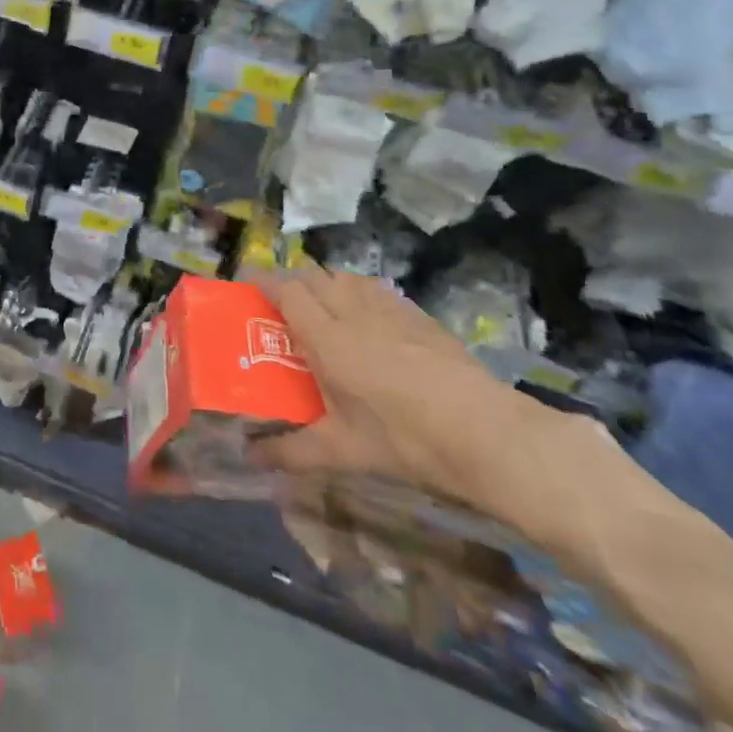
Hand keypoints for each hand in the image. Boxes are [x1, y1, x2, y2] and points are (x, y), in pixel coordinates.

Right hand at [252, 269, 539, 517]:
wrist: (485, 433)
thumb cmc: (404, 440)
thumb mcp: (344, 452)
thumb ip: (292, 451)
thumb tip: (250, 457)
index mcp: (327, 338)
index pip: (286, 290)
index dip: (263, 280)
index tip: (246, 283)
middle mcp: (353, 311)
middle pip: (313, 275)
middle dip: (291, 281)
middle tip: (281, 306)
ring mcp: (389, 308)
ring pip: (344, 276)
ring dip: (325, 283)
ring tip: (321, 309)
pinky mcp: (417, 314)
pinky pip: (375, 288)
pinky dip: (358, 292)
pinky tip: (366, 320)